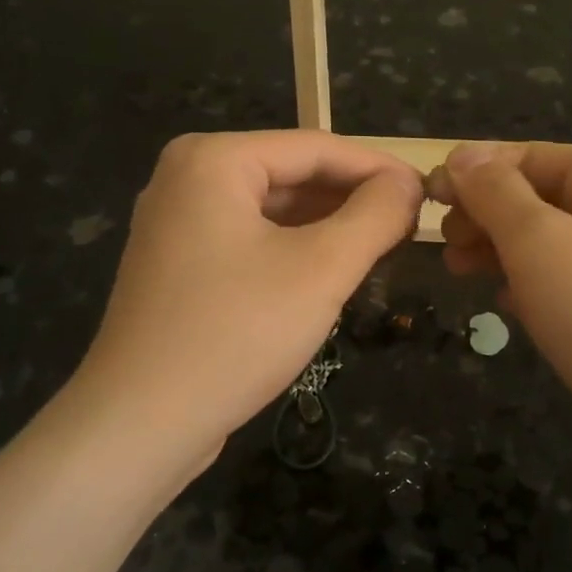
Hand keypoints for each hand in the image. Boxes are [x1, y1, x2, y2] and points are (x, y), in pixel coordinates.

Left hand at [61, 131, 421, 479]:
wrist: (141, 423)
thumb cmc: (235, 333)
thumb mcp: (321, 269)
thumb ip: (374, 215)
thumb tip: (409, 183)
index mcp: (213, 160)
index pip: (316, 148)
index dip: (380, 168)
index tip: (430, 192)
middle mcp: (188, 178)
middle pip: (292, 175)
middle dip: (353, 200)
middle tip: (412, 225)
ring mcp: (178, 224)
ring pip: (273, 211)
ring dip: (329, 227)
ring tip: (383, 247)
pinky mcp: (180, 266)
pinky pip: (251, 241)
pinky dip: (295, 251)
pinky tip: (332, 272)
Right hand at [429, 142, 571, 503]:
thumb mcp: (541, 242)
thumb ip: (496, 194)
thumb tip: (463, 154)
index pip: (522, 157)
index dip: (471, 175)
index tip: (425, 203)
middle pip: (532, 197)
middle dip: (483, 216)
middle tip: (445, 248)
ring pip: (542, 243)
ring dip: (498, 252)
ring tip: (459, 273)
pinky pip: (560, 284)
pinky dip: (527, 288)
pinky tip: (506, 308)